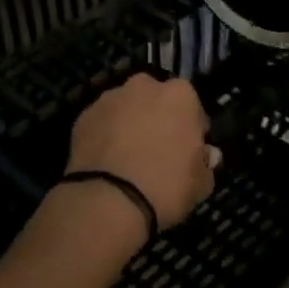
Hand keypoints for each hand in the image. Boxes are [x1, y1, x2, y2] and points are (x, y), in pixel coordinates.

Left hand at [65, 73, 218, 229]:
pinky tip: (107, 162)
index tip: (189, 149)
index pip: (191, 105)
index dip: (191, 127)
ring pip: (125, 108)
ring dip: (129, 124)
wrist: (109, 200)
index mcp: (179, 95)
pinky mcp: (83, 116)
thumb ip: (204, 163)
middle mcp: (143, 87)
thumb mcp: (201, 183)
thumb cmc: (166, 186)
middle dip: (157, 117)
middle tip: (157, 149)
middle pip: (155, 99)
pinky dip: (105, 136)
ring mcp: (109, 99)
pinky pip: (102, 123)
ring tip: (128, 157)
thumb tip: (205, 155)